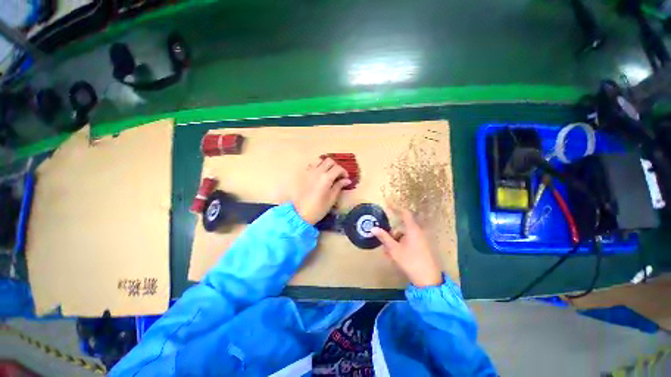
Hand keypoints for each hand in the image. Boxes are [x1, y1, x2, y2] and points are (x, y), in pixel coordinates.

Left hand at [293, 157, 350, 224]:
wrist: (299, 214)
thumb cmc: (318, 208)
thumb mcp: (331, 199)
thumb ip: (339, 186)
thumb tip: (347, 180)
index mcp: (326, 178)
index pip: (338, 168)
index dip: (344, 172)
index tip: (346, 178)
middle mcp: (317, 172)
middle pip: (329, 161)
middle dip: (336, 166)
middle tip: (338, 175)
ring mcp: (309, 172)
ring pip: (320, 160)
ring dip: (326, 164)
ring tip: (329, 173)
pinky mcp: (304, 175)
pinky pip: (312, 165)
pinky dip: (318, 166)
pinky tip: (320, 174)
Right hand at [371, 206, 442, 287]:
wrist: (428, 280)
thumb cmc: (410, 261)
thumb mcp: (394, 249)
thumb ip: (384, 237)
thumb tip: (373, 228)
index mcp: (413, 230)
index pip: (404, 213)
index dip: (396, 208)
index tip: (387, 205)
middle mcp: (419, 233)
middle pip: (402, 228)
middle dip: (392, 234)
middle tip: (384, 243)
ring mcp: (422, 241)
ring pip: (405, 237)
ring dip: (395, 242)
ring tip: (388, 254)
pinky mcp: (423, 248)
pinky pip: (409, 243)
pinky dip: (401, 246)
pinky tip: (395, 256)